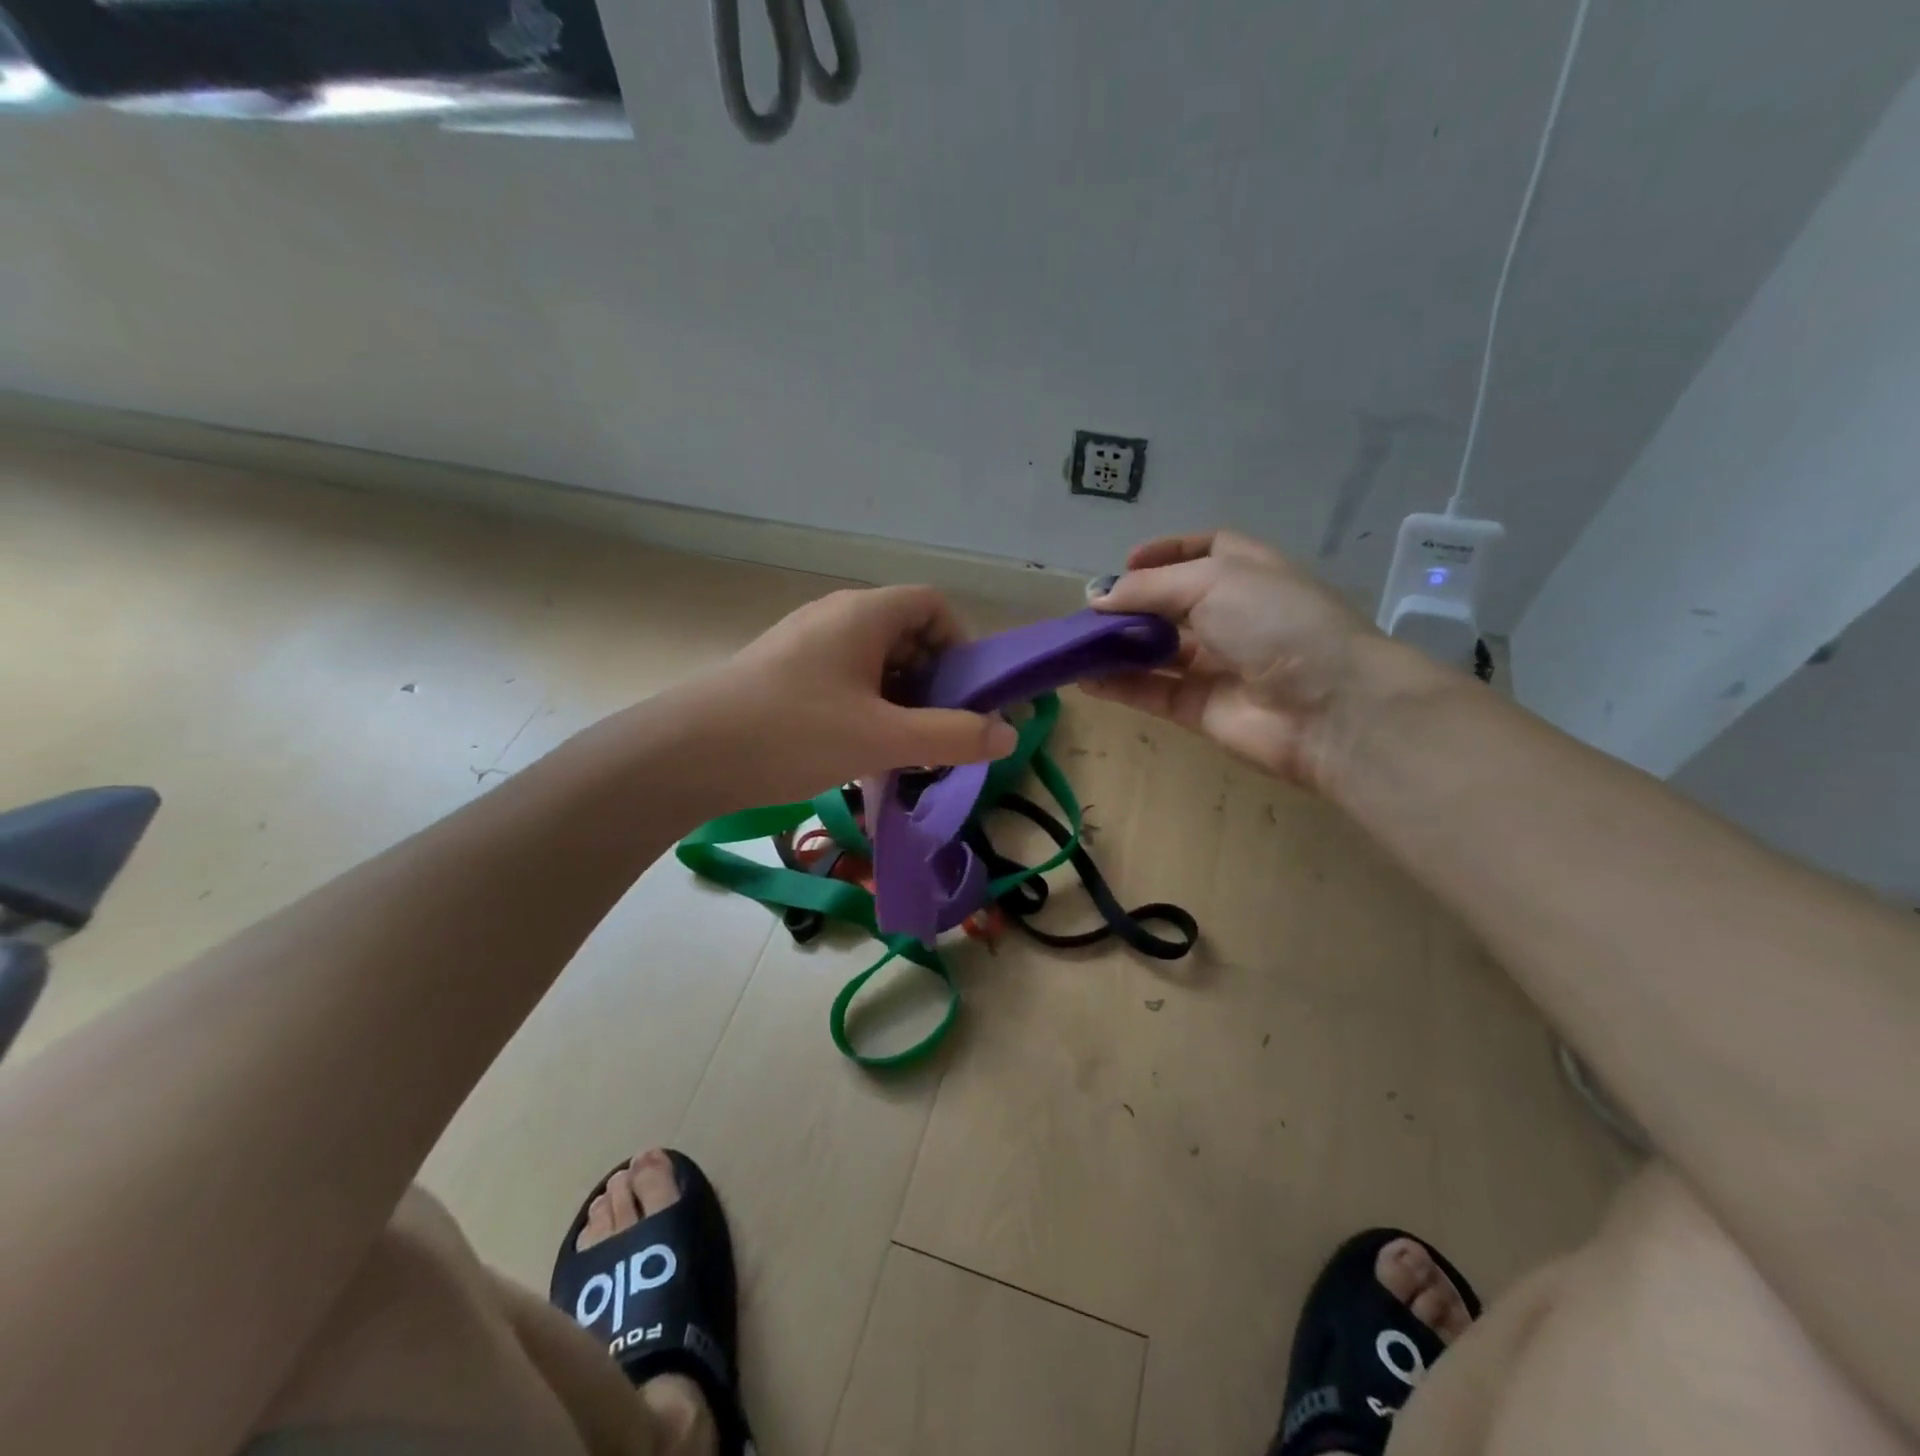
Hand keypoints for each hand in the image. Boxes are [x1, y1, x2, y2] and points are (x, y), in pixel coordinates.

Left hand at [680, 585, 1017, 807]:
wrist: (687, 753)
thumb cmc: (793, 733)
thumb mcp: (883, 738)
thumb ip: (952, 736)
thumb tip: (1009, 736)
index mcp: (864, 614)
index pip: (932, 604)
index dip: (959, 643)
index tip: (965, 695)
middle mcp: (836, 616)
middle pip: (906, 634)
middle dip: (932, 682)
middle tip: (937, 732)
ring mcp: (806, 644)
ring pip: (874, 662)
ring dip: (899, 701)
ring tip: (901, 750)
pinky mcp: (784, 673)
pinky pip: (844, 680)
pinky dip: (866, 709)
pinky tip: (860, 753)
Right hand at [1086, 531, 1442, 791]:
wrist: (1329, 707)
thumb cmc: (1276, 622)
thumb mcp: (1213, 581)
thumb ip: (1150, 588)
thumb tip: (1098, 596)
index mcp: (1248, 573)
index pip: (1204, 552)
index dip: (1165, 552)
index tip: (1126, 561)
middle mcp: (1233, 616)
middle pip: (1172, 604)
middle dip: (1131, 604)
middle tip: (1089, 610)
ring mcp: (1217, 665)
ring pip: (1156, 651)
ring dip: (1117, 646)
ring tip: (1074, 644)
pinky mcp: (1201, 709)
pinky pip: (1152, 692)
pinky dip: (1119, 685)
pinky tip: (1084, 679)